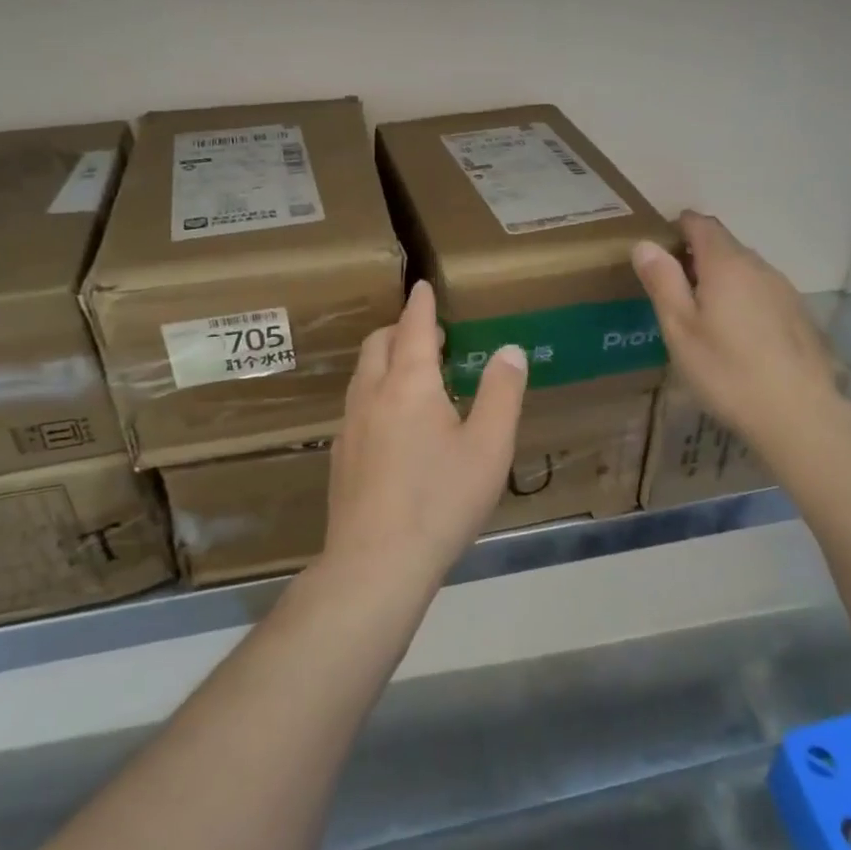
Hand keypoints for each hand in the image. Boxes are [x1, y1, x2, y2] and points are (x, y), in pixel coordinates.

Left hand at [323, 280, 528, 589]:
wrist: (375, 563)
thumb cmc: (441, 499)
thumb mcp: (489, 446)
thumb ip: (502, 393)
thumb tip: (509, 350)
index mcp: (410, 384)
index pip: (414, 327)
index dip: (421, 304)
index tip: (422, 286)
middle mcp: (373, 394)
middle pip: (379, 344)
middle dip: (400, 329)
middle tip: (426, 333)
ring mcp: (350, 426)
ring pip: (363, 374)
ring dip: (385, 359)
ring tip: (411, 372)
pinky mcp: (340, 456)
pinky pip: (356, 405)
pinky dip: (375, 392)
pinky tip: (391, 423)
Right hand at [634, 211, 850, 457]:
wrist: (799, 414)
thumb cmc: (727, 370)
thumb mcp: (680, 329)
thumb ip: (663, 282)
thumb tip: (645, 244)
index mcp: (726, 264)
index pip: (701, 224)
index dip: (679, 227)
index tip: (660, 247)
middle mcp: (759, 266)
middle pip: (725, 245)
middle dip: (698, 254)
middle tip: (673, 285)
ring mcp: (784, 290)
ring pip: (746, 269)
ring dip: (723, 278)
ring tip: (703, 311)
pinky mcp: (800, 314)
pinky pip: (763, 291)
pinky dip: (744, 298)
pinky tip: (737, 333)